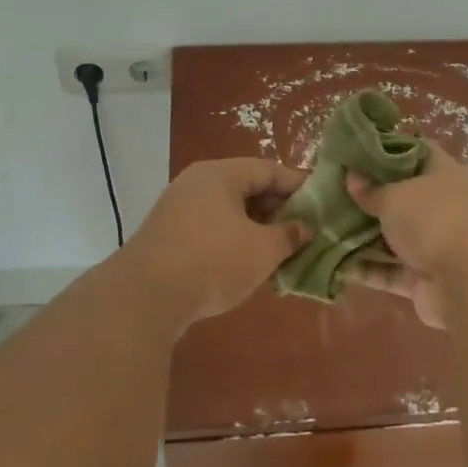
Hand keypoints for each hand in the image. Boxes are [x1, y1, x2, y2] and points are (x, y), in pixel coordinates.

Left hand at [120, 158, 309, 323]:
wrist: (145, 297)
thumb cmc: (213, 261)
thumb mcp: (263, 250)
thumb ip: (289, 235)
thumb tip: (304, 228)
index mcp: (221, 174)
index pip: (269, 169)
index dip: (299, 186)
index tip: (322, 204)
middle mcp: (197, 182)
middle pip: (247, 188)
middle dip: (278, 210)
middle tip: (303, 231)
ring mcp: (178, 208)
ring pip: (228, 211)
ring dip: (256, 228)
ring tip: (280, 251)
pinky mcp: (168, 235)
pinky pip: (211, 228)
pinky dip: (233, 240)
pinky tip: (247, 265)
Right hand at [345, 144, 467, 328]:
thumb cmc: (433, 220)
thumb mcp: (395, 196)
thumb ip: (371, 189)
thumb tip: (353, 177)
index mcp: (442, 173)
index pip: (415, 151)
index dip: (386, 150)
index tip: (354, 153)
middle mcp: (441, 205)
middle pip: (401, 196)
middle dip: (368, 197)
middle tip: (330, 193)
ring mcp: (435, 243)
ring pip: (393, 235)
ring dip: (363, 236)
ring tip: (325, 229)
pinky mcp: (424, 278)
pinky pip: (390, 270)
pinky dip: (367, 269)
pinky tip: (336, 265)